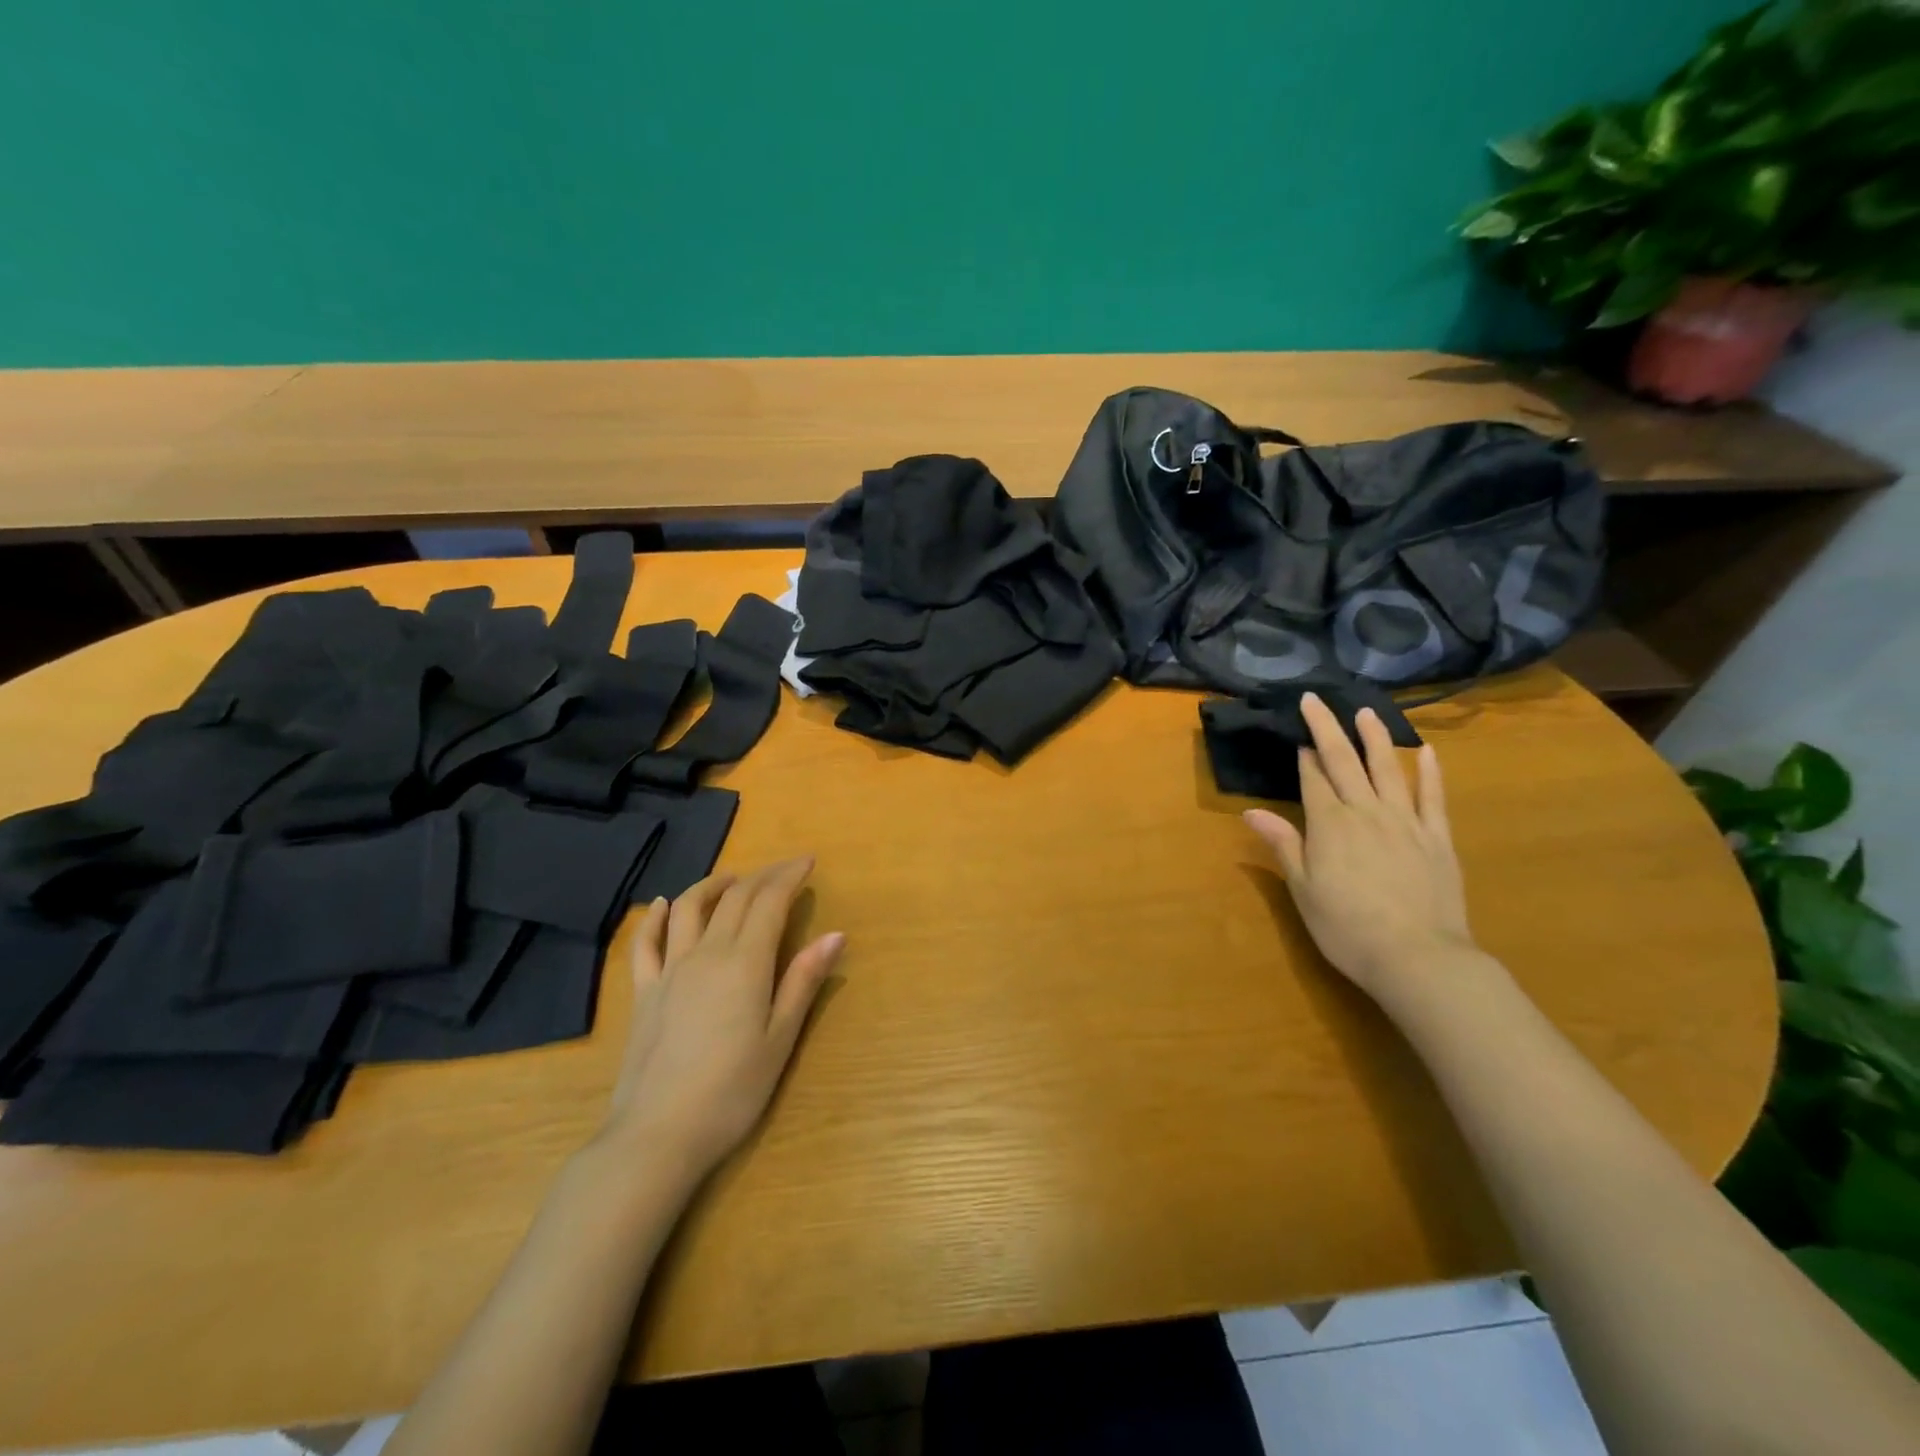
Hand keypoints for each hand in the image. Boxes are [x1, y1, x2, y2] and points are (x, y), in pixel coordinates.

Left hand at [599, 859, 843, 1175]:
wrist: (658, 1134)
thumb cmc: (732, 1091)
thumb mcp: (780, 1039)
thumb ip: (803, 982)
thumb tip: (834, 935)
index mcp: (745, 962)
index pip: (770, 902)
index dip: (789, 876)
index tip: (808, 862)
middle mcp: (706, 953)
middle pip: (734, 898)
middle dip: (762, 876)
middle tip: (783, 870)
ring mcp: (669, 970)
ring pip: (687, 908)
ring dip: (712, 885)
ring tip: (732, 879)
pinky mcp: (644, 992)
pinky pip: (645, 942)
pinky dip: (654, 916)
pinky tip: (661, 905)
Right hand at [1243, 693, 1478, 1007]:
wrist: (1419, 958)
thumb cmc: (1347, 928)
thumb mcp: (1303, 889)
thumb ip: (1283, 845)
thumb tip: (1251, 811)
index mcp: (1329, 824)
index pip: (1313, 779)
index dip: (1303, 755)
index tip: (1296, 734)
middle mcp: (1366, 812)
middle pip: (1344, 761)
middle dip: (1327, 729)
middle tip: (1316, 699)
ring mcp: (1406, 822)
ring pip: (1387, 769)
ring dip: (1374, 737)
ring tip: (1365, 712)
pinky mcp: (1437, 838)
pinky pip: (1432, 797)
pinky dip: (1429, 772)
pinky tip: (1425, 751)